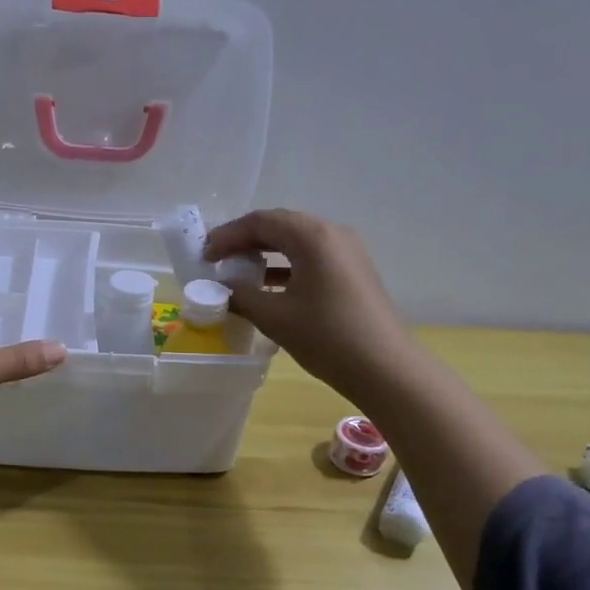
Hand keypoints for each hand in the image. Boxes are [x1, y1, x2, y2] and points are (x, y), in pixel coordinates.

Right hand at [205, 210, 409, 401]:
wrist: (385, 368)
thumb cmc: (326, 337)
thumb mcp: (274, 316)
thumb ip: (241, 295)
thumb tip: (223, 287)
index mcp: (312, 236)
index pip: (261, 221)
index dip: (228, 236)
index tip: (204, 256)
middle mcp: (332, 234)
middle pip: (280, 226)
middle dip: (245, 241)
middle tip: (217, 260)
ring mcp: (348, 253)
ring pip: (296, 242)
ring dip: (265, 254)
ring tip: (238, 274)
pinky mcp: (353, 273)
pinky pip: (312, 259)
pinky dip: (285, 267)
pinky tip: (268, 288)